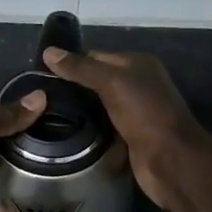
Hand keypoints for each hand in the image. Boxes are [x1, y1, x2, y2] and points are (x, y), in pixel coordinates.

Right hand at [42, 47, 203, 207]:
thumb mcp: (111, 83)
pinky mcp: (130, 135)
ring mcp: (135, 111)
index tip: (42, 73)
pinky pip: (104, 126)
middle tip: (41, 95)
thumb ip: (81, 68)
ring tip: (47, 112)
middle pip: (98, 80)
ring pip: (100, 105)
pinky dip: (90, 129)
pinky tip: (68, 131)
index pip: (96, 56)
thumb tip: (48, 51)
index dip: (71, 62)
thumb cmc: (144, 114)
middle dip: (73, 87)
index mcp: (138, 64)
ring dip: (80, 110)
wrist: (170, 159)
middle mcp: (138, 83)